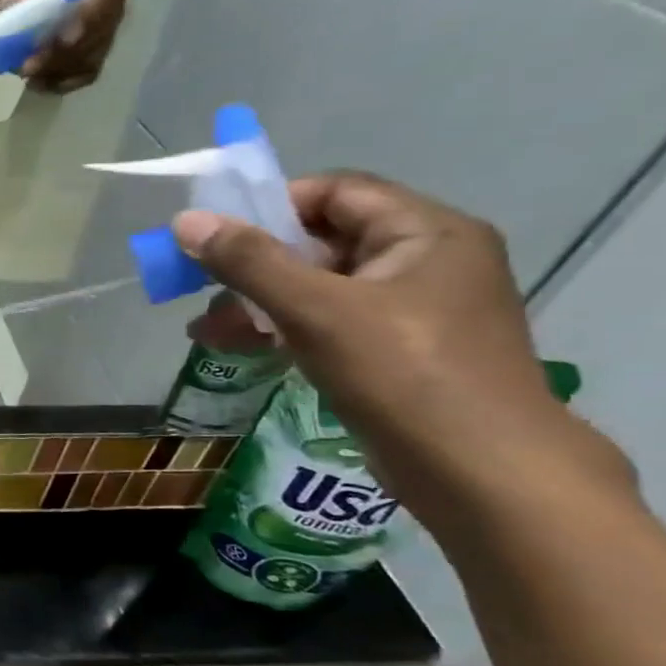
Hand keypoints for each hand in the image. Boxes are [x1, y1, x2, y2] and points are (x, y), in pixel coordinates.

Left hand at [0, 0, 129, 91]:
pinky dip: (60, 82)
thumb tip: (15, 1)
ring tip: (25, 72)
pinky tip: (36, 83)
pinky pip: (85, 73)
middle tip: (28, 65)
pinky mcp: (94, 49)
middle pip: (101, 30)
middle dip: (64, 53)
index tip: (65, 39)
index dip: (91, 16)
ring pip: (92, 56)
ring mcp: (106, 24)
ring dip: (58, 70)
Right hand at [171, 172, 591, 498]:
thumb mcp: (315, 310)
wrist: (480, 474)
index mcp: (427, 233)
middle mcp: (425, 261)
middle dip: (254, 263)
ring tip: (207, 329)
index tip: (216, 236)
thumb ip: (249, 262)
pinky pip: (326, 322)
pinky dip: (280, 329)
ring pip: (317, 286)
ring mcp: (412, 310)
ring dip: (257, 301)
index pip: (336, 191)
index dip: (272, 205)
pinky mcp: (395, 351)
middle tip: (200, 285)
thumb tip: (186, 222)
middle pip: (322, 240)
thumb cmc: (403, 374)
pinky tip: (235, 347)